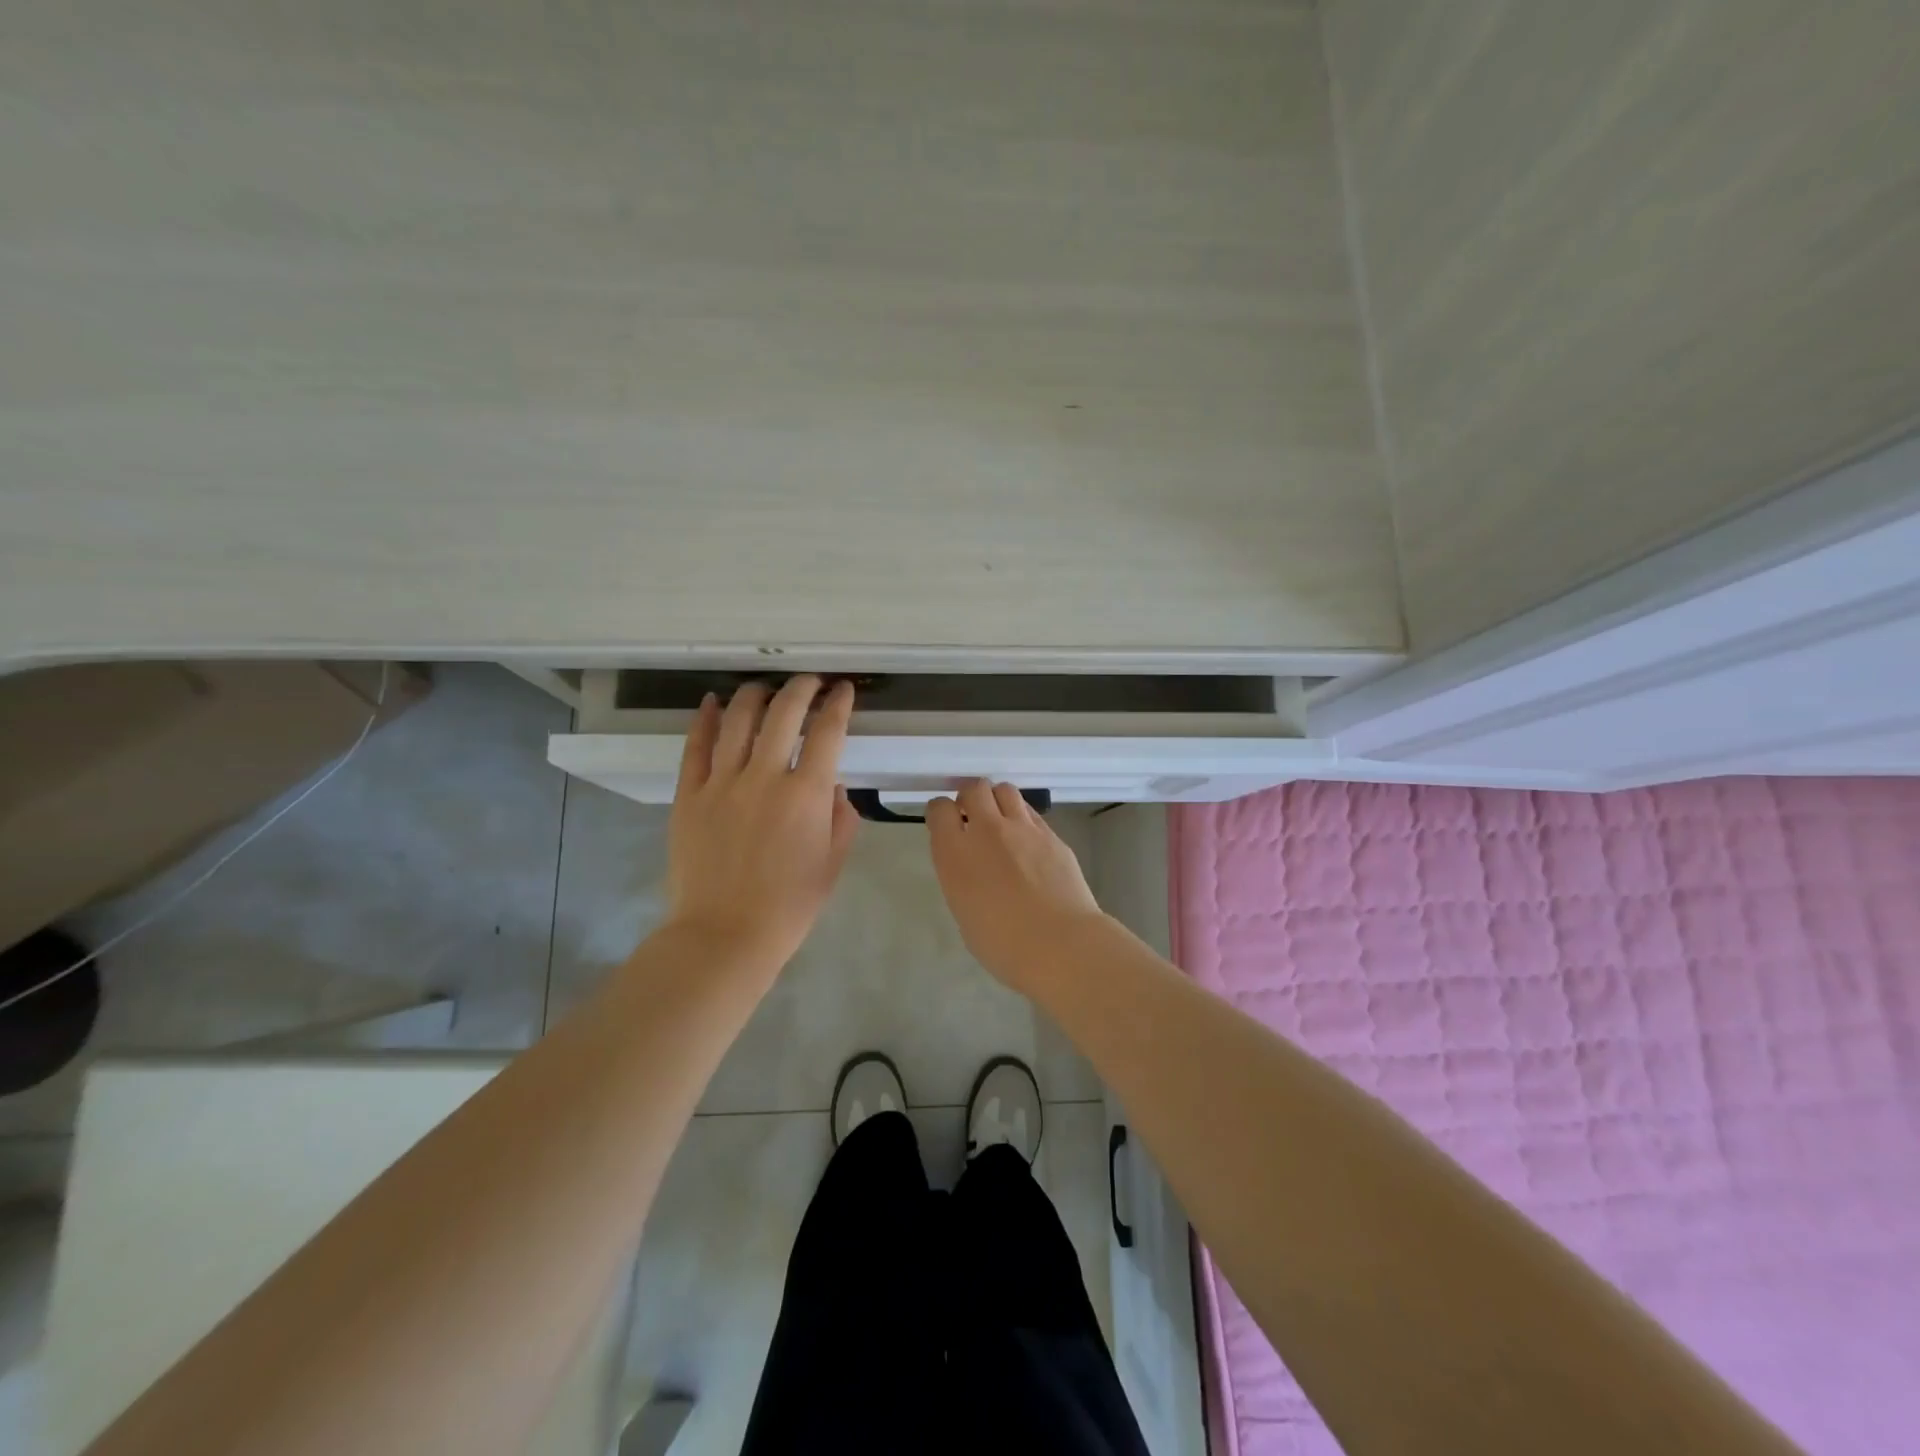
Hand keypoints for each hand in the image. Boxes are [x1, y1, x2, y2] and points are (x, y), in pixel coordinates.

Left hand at [667, 676, 858, 972]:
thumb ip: (840, 818)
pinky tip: (713, 702)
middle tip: (810, 681)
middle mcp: (764, 777)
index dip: (838, 704)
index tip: (843, 690)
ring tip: (765, 687)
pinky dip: (705, 718)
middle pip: (783, 713)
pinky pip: (696, 746)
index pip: (827, 732)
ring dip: (755, 694)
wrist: (724, 935)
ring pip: (738, 719)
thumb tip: (832, 785)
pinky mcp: (689, 795)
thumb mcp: (832, 864)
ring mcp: (721, 783)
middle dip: (802, 687)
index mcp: (806, 795)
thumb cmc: (788, 906)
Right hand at [926, 780, 1107, 993]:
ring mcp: (1023, 829)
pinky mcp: (1051, 835)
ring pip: (1005, 790)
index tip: (945, 823)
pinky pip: (1031, 813)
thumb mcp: (965, 913)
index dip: (941, 812)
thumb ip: (962, 879)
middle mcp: (986, 831)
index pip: (939, 809)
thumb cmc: (1004, 945)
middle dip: (970, 797)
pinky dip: (1023, 819)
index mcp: (956, 854)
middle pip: (974, 788)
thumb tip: (972, 867)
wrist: (1061, 945)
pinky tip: (1028, 842)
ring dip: (997, 800)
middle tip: (973, 817)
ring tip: (1001, 821)